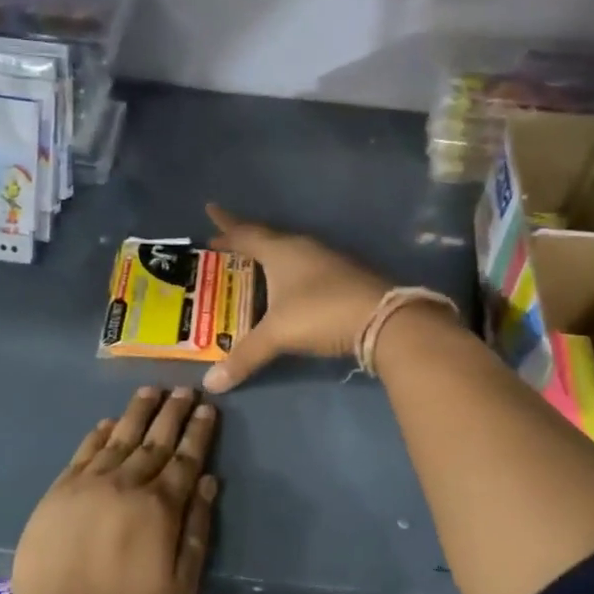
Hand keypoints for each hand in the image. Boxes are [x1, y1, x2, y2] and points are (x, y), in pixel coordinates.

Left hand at [6, 387, 219, 593]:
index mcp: (159, 509)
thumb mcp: (180, 586)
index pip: (185, 459)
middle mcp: (125, 486)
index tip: (208, 408)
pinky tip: (108, 422)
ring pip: (118, 438)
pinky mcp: (58, 493)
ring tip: (151, 390)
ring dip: (137, 412)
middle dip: (172, 413)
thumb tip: (210, 482)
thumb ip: (197, 530)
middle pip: (154, 440)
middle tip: (185, 389)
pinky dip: (98, 434)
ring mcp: (87, 486)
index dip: (199, 432)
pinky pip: (83, 453)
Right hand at [203, 203, 392, 391]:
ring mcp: (326, 261)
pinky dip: (288, 273)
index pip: (246, 233)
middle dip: (243, 239)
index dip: (226, 225)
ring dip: (268, 256)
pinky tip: (287, 287)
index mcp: (281, 251)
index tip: (210, 211)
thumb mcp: (278, 334)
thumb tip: (212, 383)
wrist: (383, 318)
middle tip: (224, 241)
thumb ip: (244, 356)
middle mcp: (303, 248)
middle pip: (267, 238)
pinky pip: (304, 267)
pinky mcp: (343, 277)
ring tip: (251, 265)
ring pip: (288, 252)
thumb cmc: (321, 313)